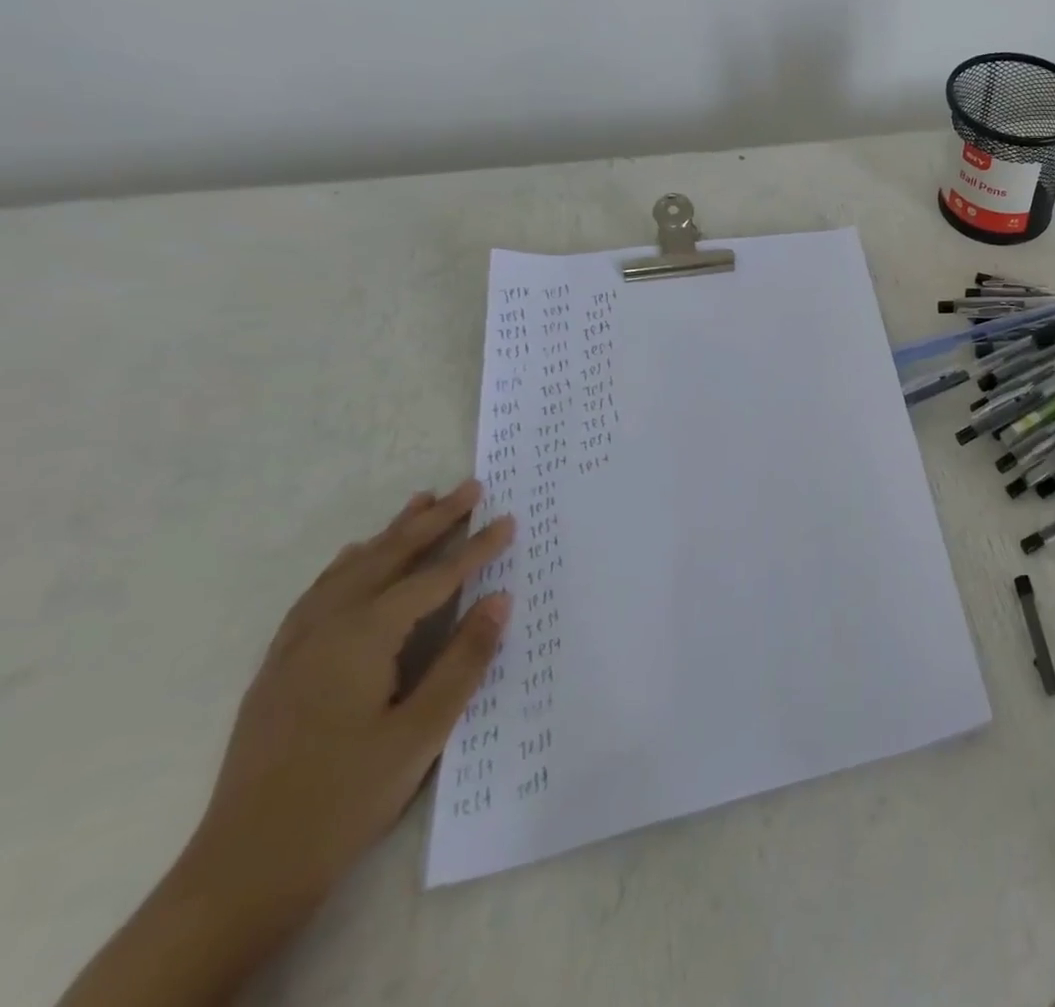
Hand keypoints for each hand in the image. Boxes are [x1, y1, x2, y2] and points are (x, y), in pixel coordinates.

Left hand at [61, 484, 513, 1006]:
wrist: (240, 873)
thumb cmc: (344, 798)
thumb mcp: (421, 731)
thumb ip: (463, 660)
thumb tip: (499, 598)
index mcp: (362, 640)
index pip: (432, 580)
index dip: (474, 549)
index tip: (509, 519)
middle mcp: (325, 632)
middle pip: (386, 560)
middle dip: (431, 522)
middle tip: (468, 487)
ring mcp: (294, 651)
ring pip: (349, 573)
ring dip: (388, 536)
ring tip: (417, 503)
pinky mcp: (279, 672)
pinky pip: (318, 597)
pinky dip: (345, 568)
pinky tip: (352, 562)